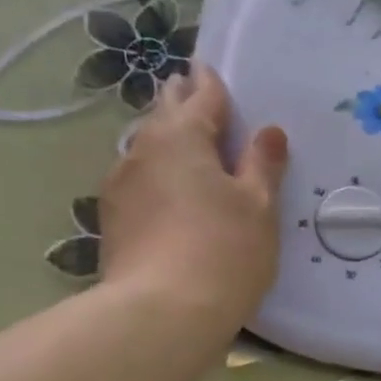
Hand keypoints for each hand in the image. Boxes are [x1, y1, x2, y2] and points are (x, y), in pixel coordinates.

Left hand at [97, 63, 288, 326]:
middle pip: (164, 114)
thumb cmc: (224, 251)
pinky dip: (153, 175)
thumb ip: (263, 165)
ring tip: (179, 144)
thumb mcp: (258, 207)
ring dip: (163, 140)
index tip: (208, 68)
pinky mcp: (111, 219)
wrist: (162, 312)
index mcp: (183, 135)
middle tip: (189, 91)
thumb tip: (269, 132)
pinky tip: (162, 192)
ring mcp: (120, 184)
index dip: (212, 83)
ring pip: (145, 148)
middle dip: (179, 101)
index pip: (202, 96)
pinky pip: (137, 181)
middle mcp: (144, 148)